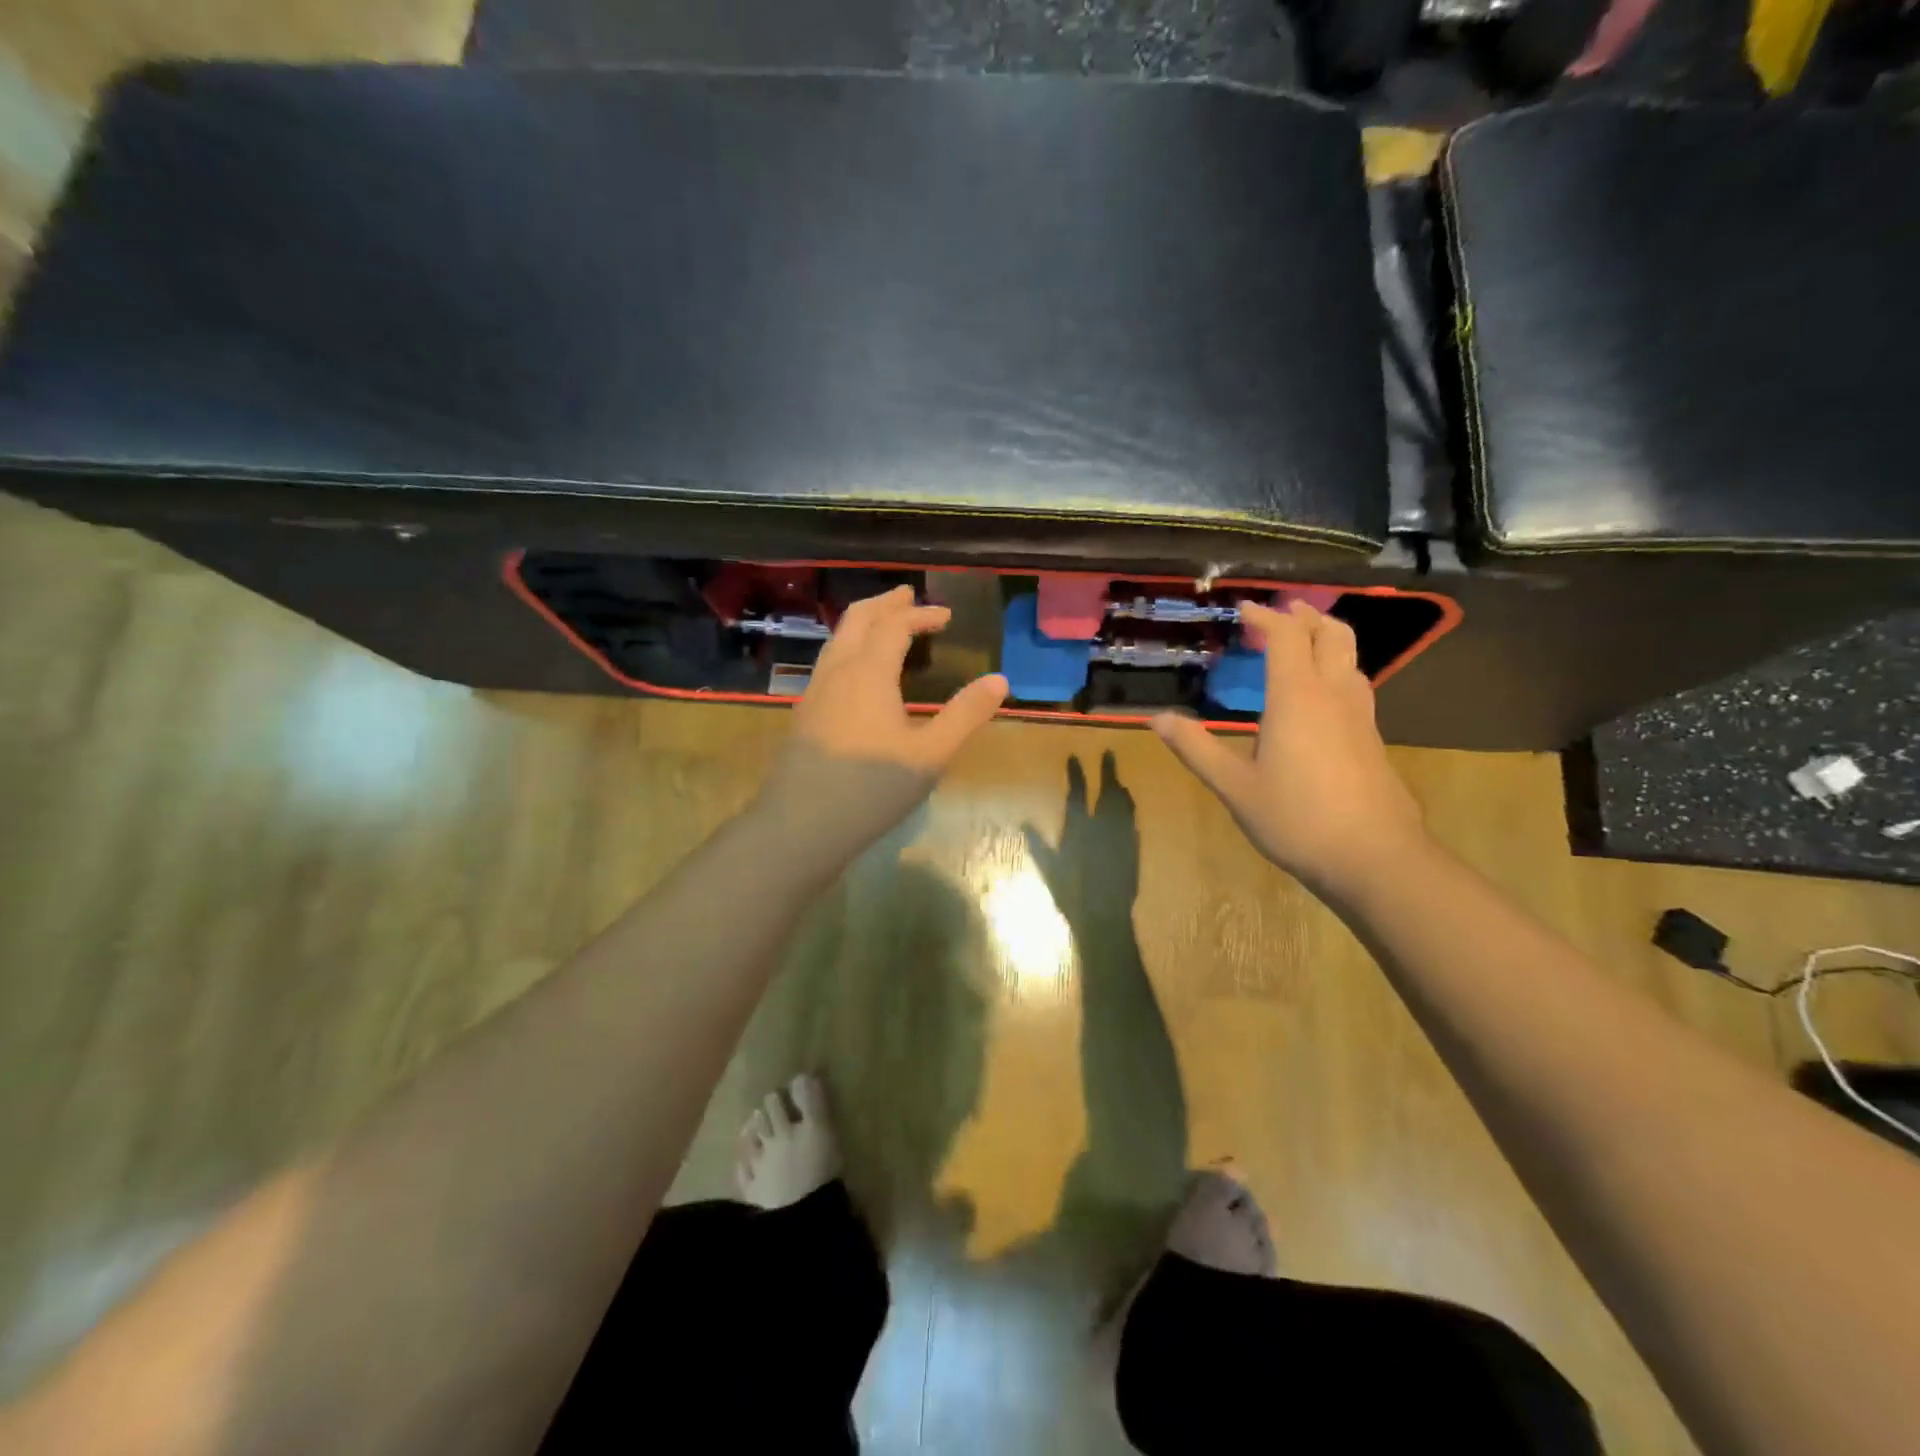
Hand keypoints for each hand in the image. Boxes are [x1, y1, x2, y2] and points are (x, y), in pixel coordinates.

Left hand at [755, 585, 1007, 867]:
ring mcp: (814, 693)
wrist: (801, 825)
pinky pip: (828, 664)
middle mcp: (837, 672)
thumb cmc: (872, 788)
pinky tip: (857, 677)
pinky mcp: (803, 716)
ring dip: (863, 624)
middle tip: (907, 596)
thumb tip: (1000, 680)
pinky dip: (849, 650)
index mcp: (869, 672)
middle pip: (857, 620)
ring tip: (883, 627)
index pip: (895, 625)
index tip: (946, 615)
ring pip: (837, 641)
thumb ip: (965, 715)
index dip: (921, 613)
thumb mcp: (930, 754)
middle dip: (885, 604)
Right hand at [1025, 752, 1138, 929]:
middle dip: (1108, 771)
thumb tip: (1025, 824)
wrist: (1106, 917)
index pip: (1078, 793)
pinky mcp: (1134, 850)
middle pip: (1108, 792)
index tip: (1076, 756)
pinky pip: (1133, 823)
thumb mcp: (1050, 870)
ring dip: (1121, 789)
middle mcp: (1103, 827)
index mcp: (1080, 829)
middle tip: (1109, 753)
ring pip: (1124, 805)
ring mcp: (1122, 837)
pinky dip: (1130, 811)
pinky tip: (1130, 808)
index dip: (1077, 773)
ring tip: (1120, 779)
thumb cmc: (1072, 895)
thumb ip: (1039, 846)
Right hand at [1151, 600, 1427, 897]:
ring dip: (1326, 639)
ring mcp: (1361, 716)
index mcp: (1297, 698)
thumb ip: (1196, 749)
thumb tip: (1156, 719)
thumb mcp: (1235, 787)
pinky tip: (1321, 697)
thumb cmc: (1296, 819)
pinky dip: (1336, 669)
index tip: (1242, 609)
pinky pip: (1355, 685)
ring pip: (1351, 658)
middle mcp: (1333, 695)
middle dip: (1305, 616)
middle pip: (1331, 634)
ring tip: (1302, 643)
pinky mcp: (1373, 739)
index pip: (1286, 637)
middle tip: (1280, 613)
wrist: (1375, 857)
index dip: (1265, 617)